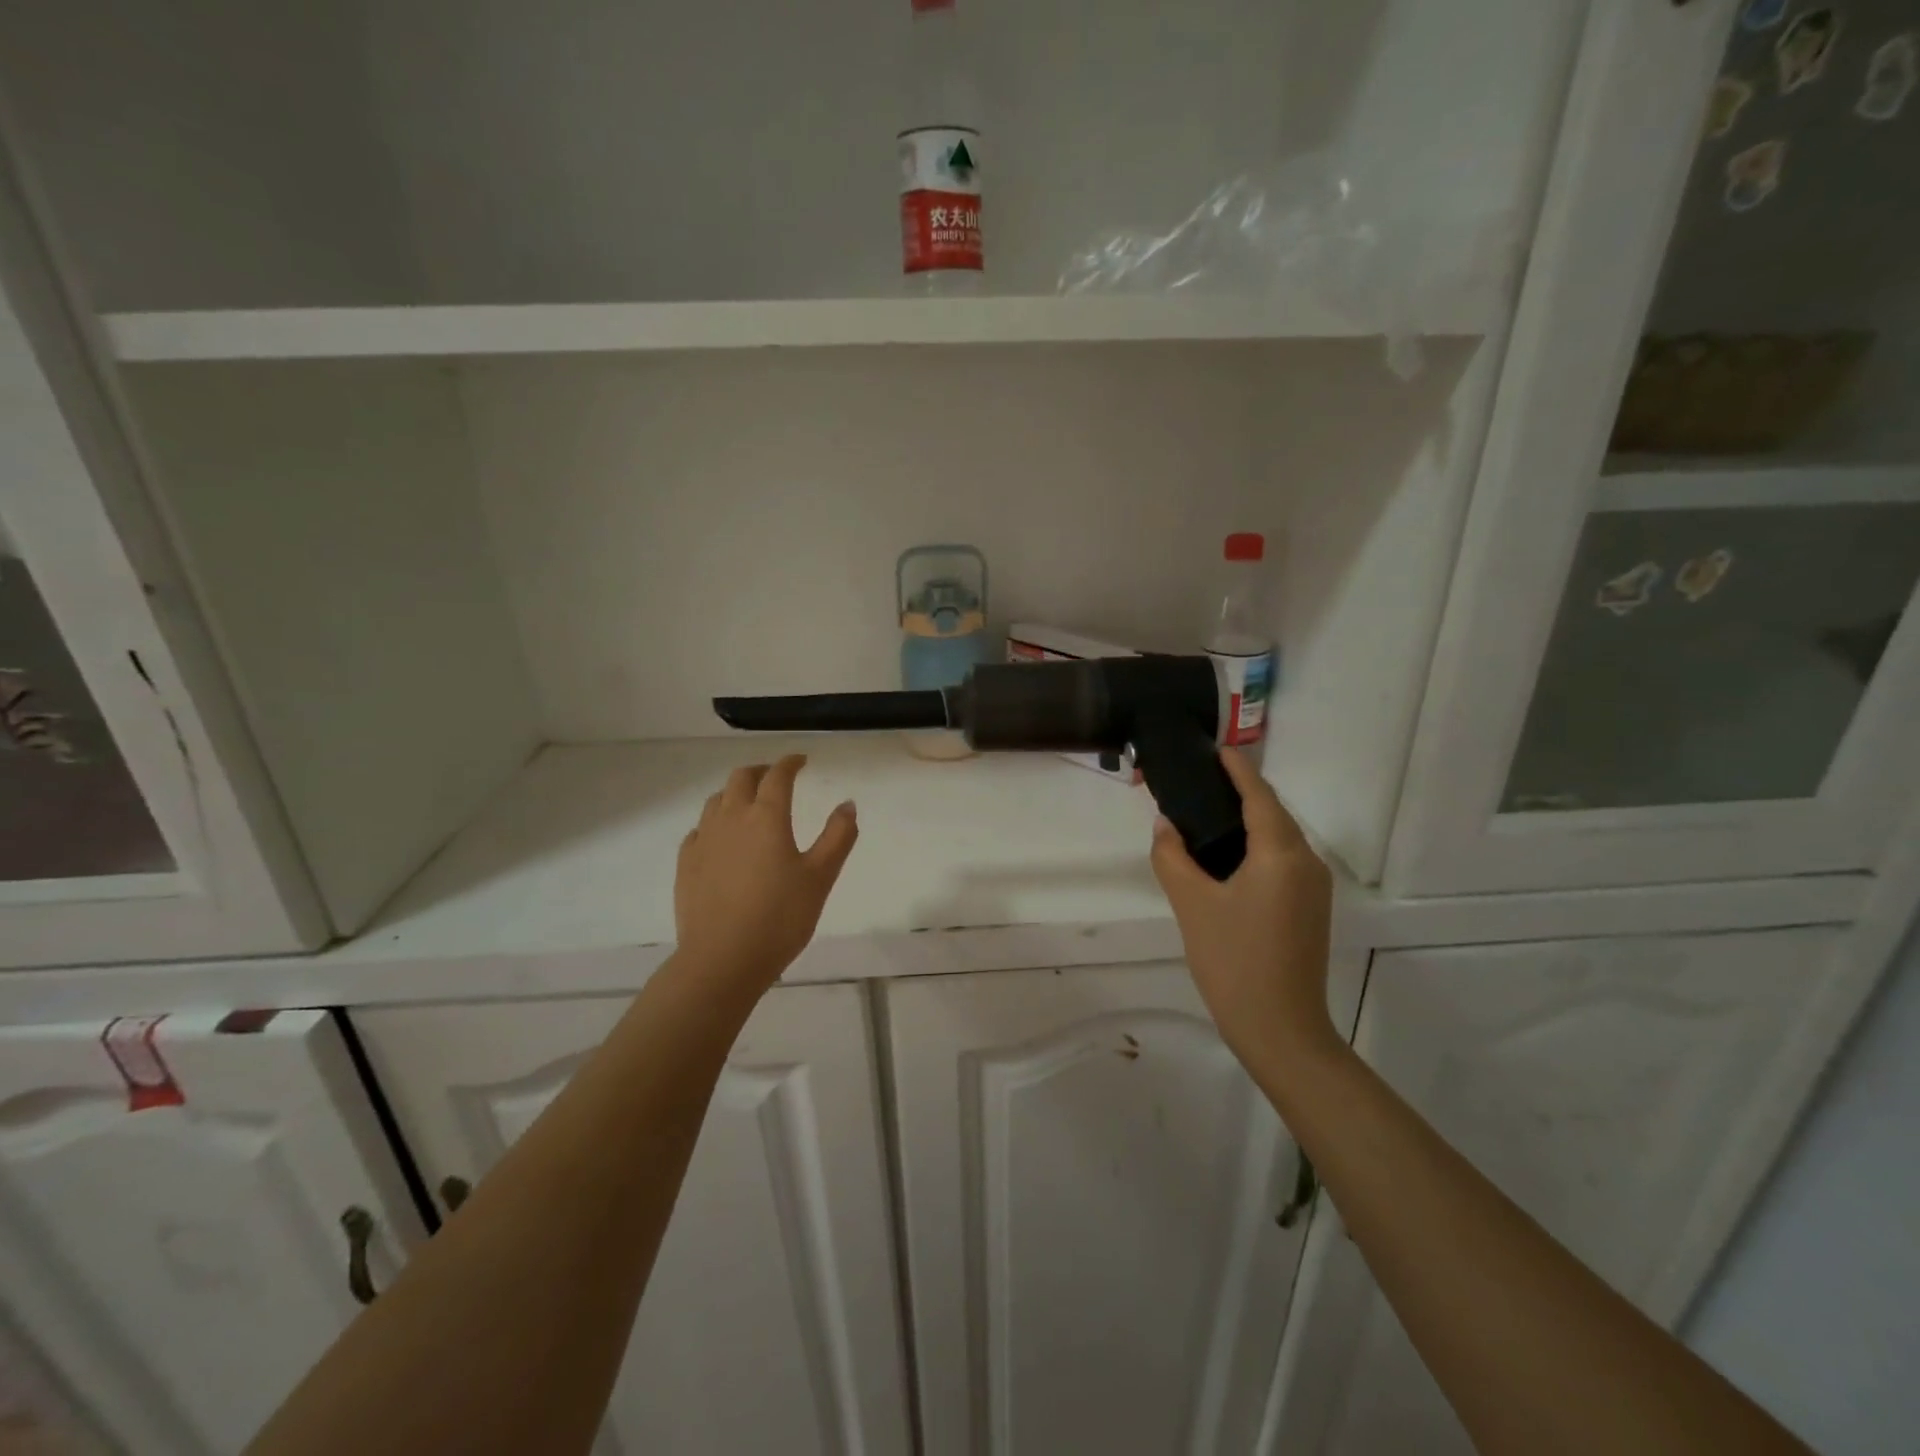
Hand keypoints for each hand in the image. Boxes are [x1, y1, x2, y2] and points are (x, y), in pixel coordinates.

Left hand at [675, 755, 858, 991]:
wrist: (723, 959)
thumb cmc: (780, 917)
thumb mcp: (820, 877)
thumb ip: (838, 837)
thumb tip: (848, 804)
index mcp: (766, 817)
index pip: (777, 776)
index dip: (790, 763)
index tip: (801, 760)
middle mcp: (731, 818)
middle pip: (740, 778)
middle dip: (760, 771)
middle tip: (775, 777)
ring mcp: (704, 840)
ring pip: (716, 800)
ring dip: (734, 793)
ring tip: (748, 803)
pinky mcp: (686, 864)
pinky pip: (699, 829)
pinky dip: (714, 822)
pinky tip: (721, 838)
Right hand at [1150, 748, 1337, 1062]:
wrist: (1281, 1029)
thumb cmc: (1233, 960)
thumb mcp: (1191, 904)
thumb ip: (1172, 856)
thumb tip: (1167, 826)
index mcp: (1280, 853)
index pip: (1259, 795)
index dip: (1238, 769)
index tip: (1215, 748)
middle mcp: (1306, 861)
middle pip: (1272, 812)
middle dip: (1239, 792)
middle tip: (1197, 782)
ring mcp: (1313, 887)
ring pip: (1278, 837)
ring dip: (1247, 820)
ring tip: (1205, 812)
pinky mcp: (1310, 907)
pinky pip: (1281, 860)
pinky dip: (1255, 845)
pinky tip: (1225, 855)